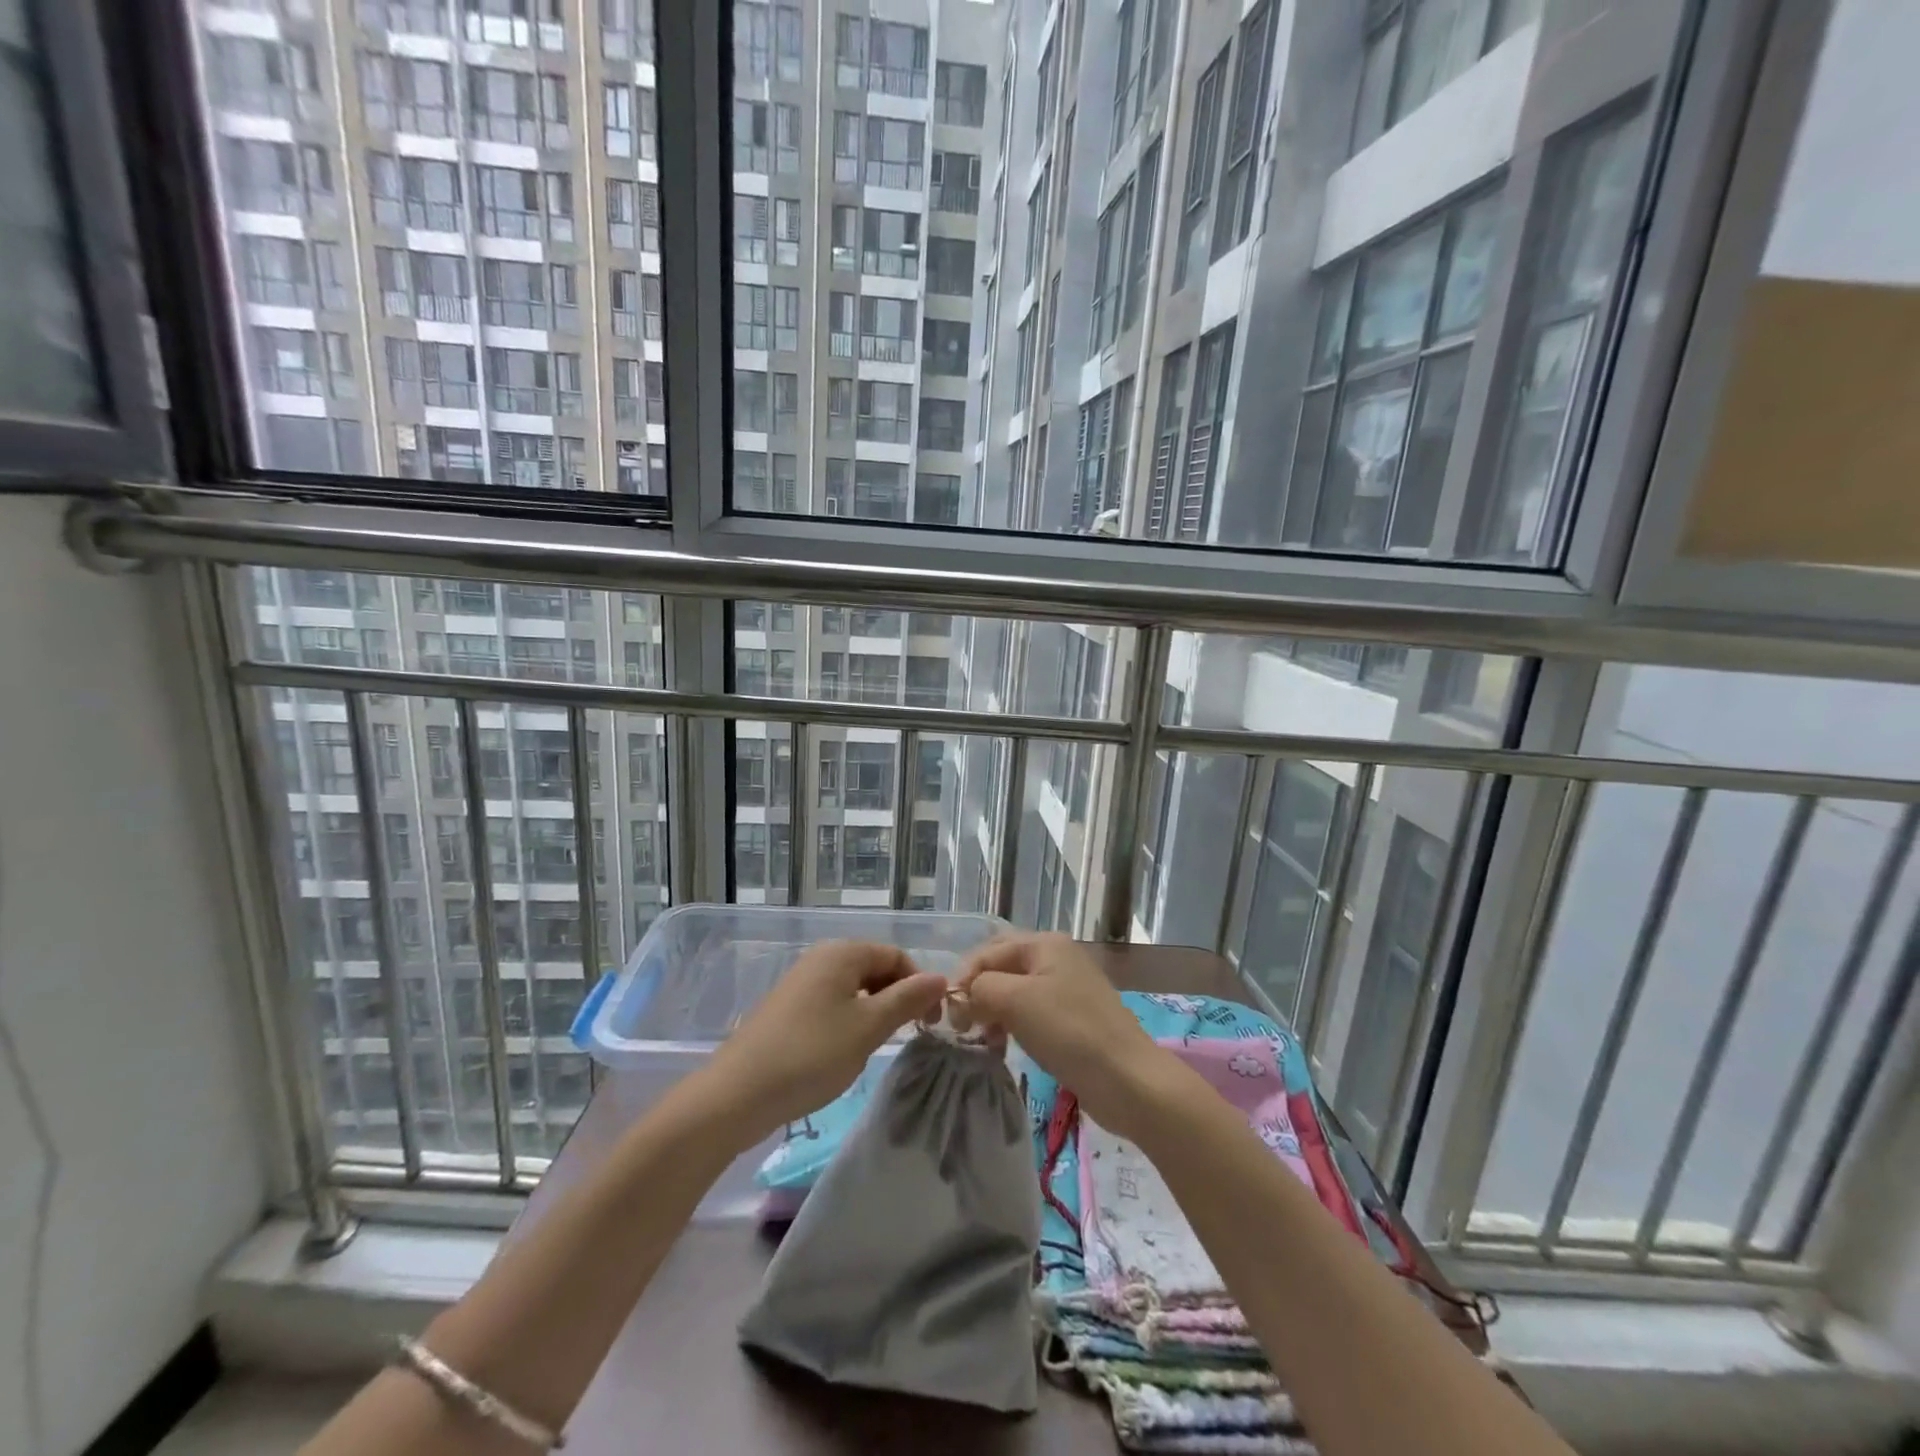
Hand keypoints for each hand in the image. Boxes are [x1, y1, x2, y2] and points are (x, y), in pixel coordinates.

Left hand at [698, 940, 946, 1144]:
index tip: (929, 1022)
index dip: (919, 984)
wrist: (737, 1094)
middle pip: (874, 968)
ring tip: (875, 1046)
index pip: (896, 956)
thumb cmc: (811, 1054)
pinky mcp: (787, 1008)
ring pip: (853, 988)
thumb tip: (941, 977)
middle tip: (906, 1035)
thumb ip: (907, 1000)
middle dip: (896, 997)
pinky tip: (844, 1051)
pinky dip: (849, 1021)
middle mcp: (821, 957)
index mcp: (842, 952)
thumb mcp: (868, 1027)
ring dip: (873, 1012)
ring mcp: (801, 982)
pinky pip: (832, 1003)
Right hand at [957, 933, 1168, 1137]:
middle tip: (961, 1024)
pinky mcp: (1072, 1019)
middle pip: (1001, 967)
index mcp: (1045, 943)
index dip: (963, 978)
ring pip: (1014, 991)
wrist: (1128, 1080)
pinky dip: (1012, 1025)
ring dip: (992, 1011)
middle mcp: (1056, 957)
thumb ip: (980, 988)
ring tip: (981, 1038)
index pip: (987, 951)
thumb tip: (962, 997)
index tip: (948, 1015)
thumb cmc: (1069, 1031)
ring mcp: (1067, 988)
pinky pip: (1030, 1012)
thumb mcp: (1015, 1001)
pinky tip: (1003, 1045)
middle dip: (977, 992)